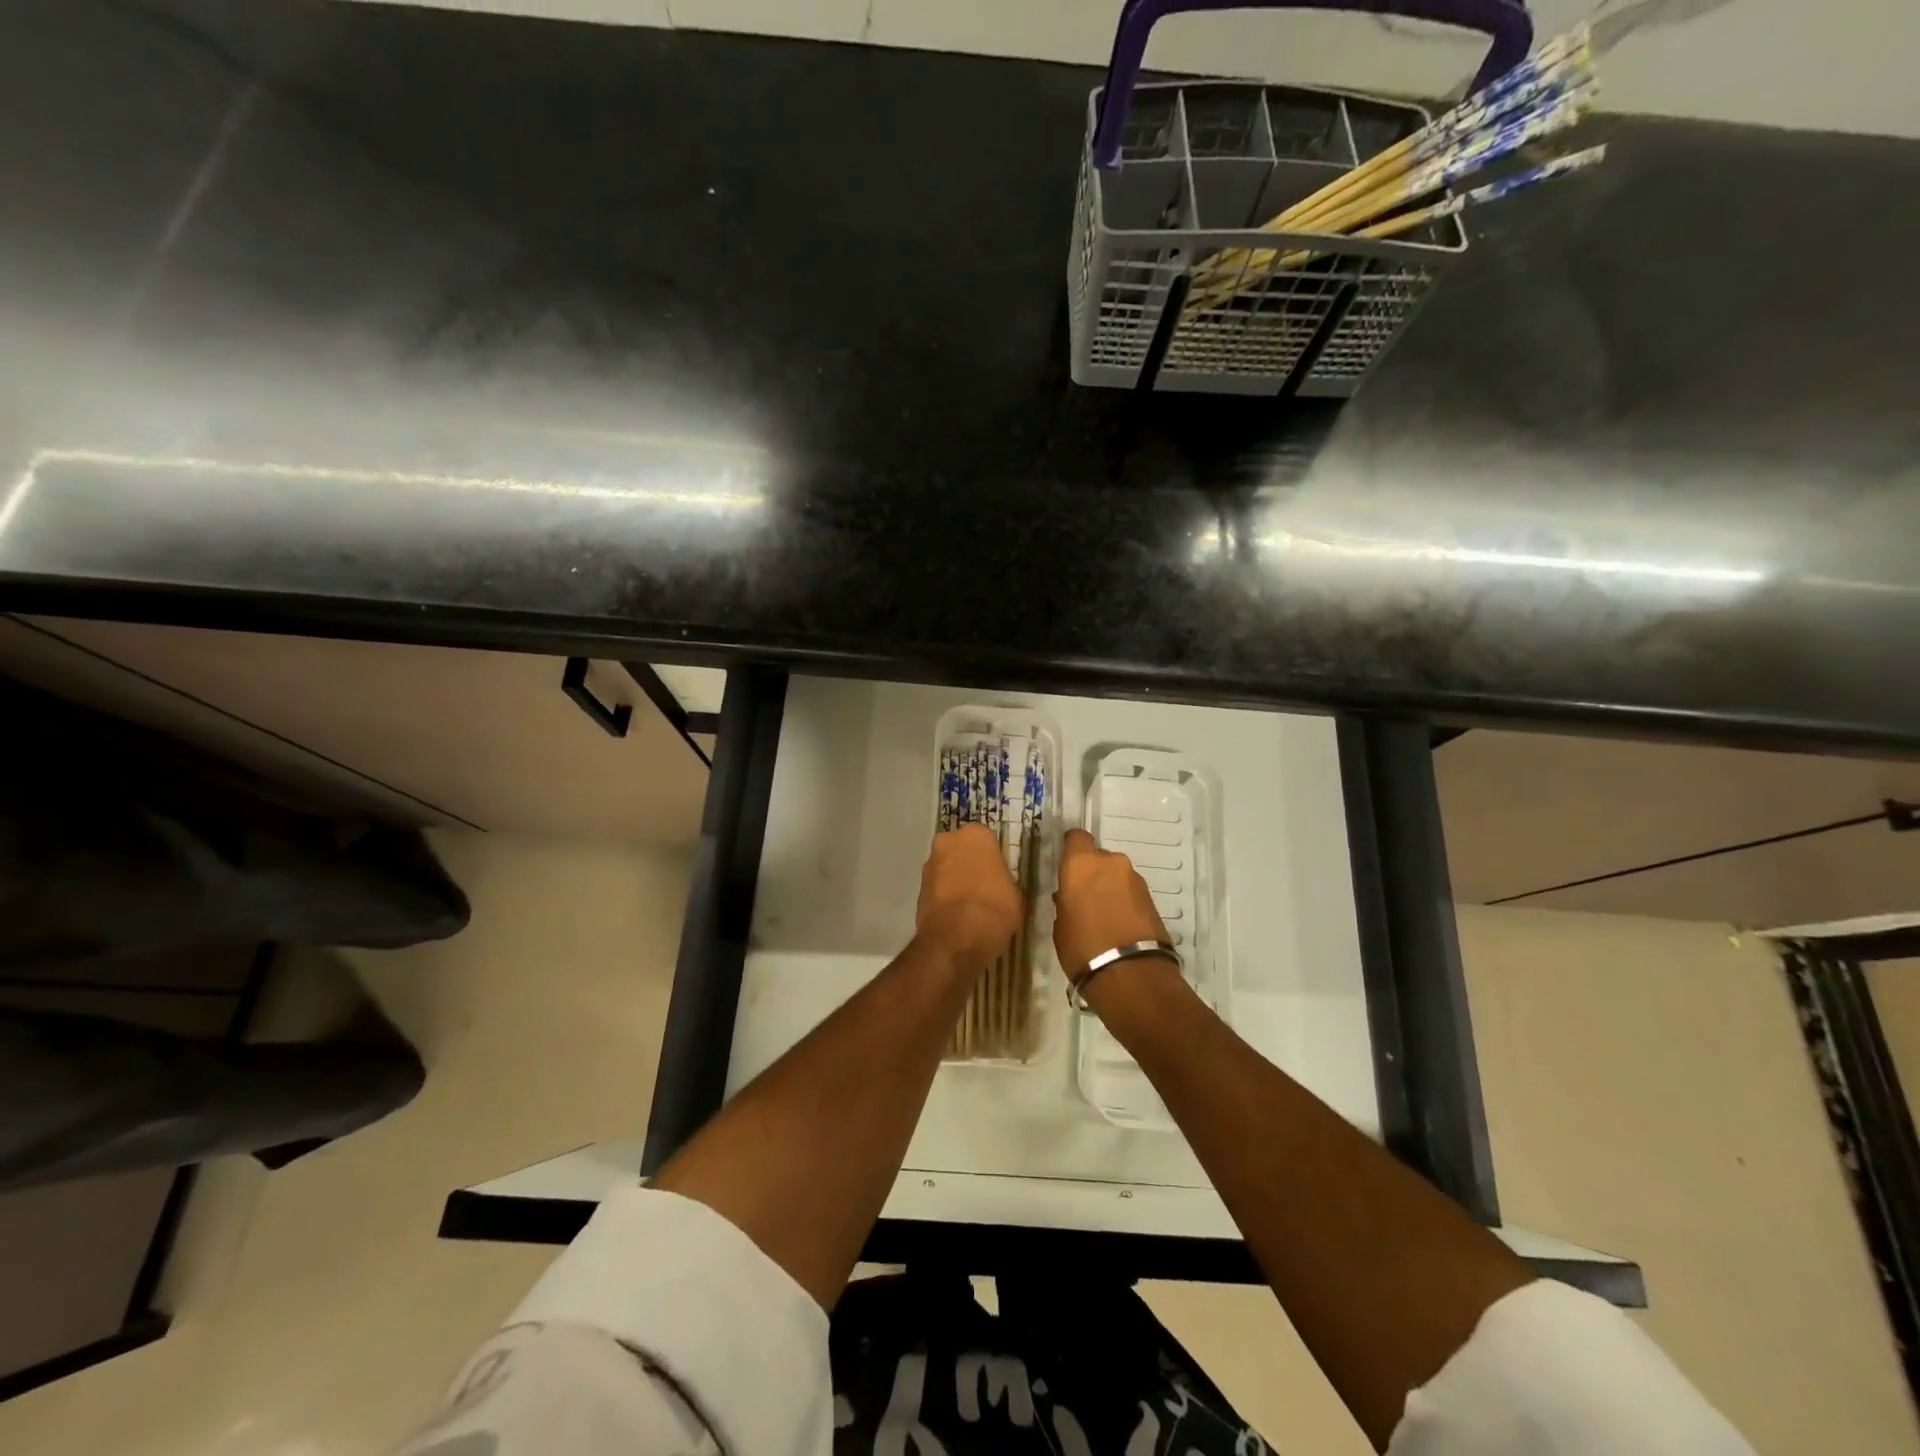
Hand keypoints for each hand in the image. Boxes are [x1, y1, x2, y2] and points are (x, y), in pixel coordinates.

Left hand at [916, 825, 1022, 970]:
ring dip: (955, 879)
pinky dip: (944, 896)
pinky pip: (937, 888)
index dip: (993, 858)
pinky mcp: (918, 888)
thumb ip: (1003, 878)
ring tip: (969, 904)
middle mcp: (948, 841)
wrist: (956, 938)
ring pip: (946, 868)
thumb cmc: (995, 908)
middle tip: (984, 886)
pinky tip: (956, 914)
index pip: (987, 840)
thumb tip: (997, 883)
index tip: (998, 874)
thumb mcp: (1015, 892)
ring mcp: (929, 864)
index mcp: (975, 835)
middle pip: (961, 850)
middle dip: (969, 864)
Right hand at [1052, 828, 1173, 983]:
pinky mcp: (1152, 898)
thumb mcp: (1061, 926)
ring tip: (1103, 916)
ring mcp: (1135, 879)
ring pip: (1116, 875)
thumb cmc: (1082, 947)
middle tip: (1084, 898)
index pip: (1076, 837)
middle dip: (1092, 874)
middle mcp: (1110, 863)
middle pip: (1098, 858)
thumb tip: (1070, 898)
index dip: (1072, 848)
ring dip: (1110, 888)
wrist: (1130, 974)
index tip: (1067, 865)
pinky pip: (1130, 892)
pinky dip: (1124, 901)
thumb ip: (1065, 903)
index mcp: (1081, 864)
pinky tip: (1118, 924)